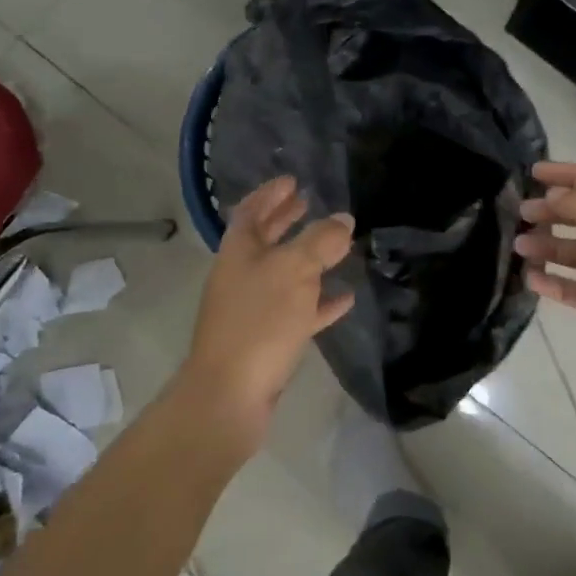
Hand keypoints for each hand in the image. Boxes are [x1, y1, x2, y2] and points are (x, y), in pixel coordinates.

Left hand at [177, 176, 354, 451]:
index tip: (293, 181)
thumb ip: (321, 241)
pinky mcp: (267, 340)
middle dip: (286, 220)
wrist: (230, 395)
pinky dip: (319, 301)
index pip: (251, 212)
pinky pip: (297, 311)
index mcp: (239, 253)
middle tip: (309, 203)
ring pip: (283, 275)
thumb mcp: (295, 271)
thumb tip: (343, 219)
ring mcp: (252, 310)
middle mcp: (242, 276)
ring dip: (307, 259)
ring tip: (336, 247)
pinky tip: (344, 298)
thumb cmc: (259, 321)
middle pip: (264, 240)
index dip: (270, 194)